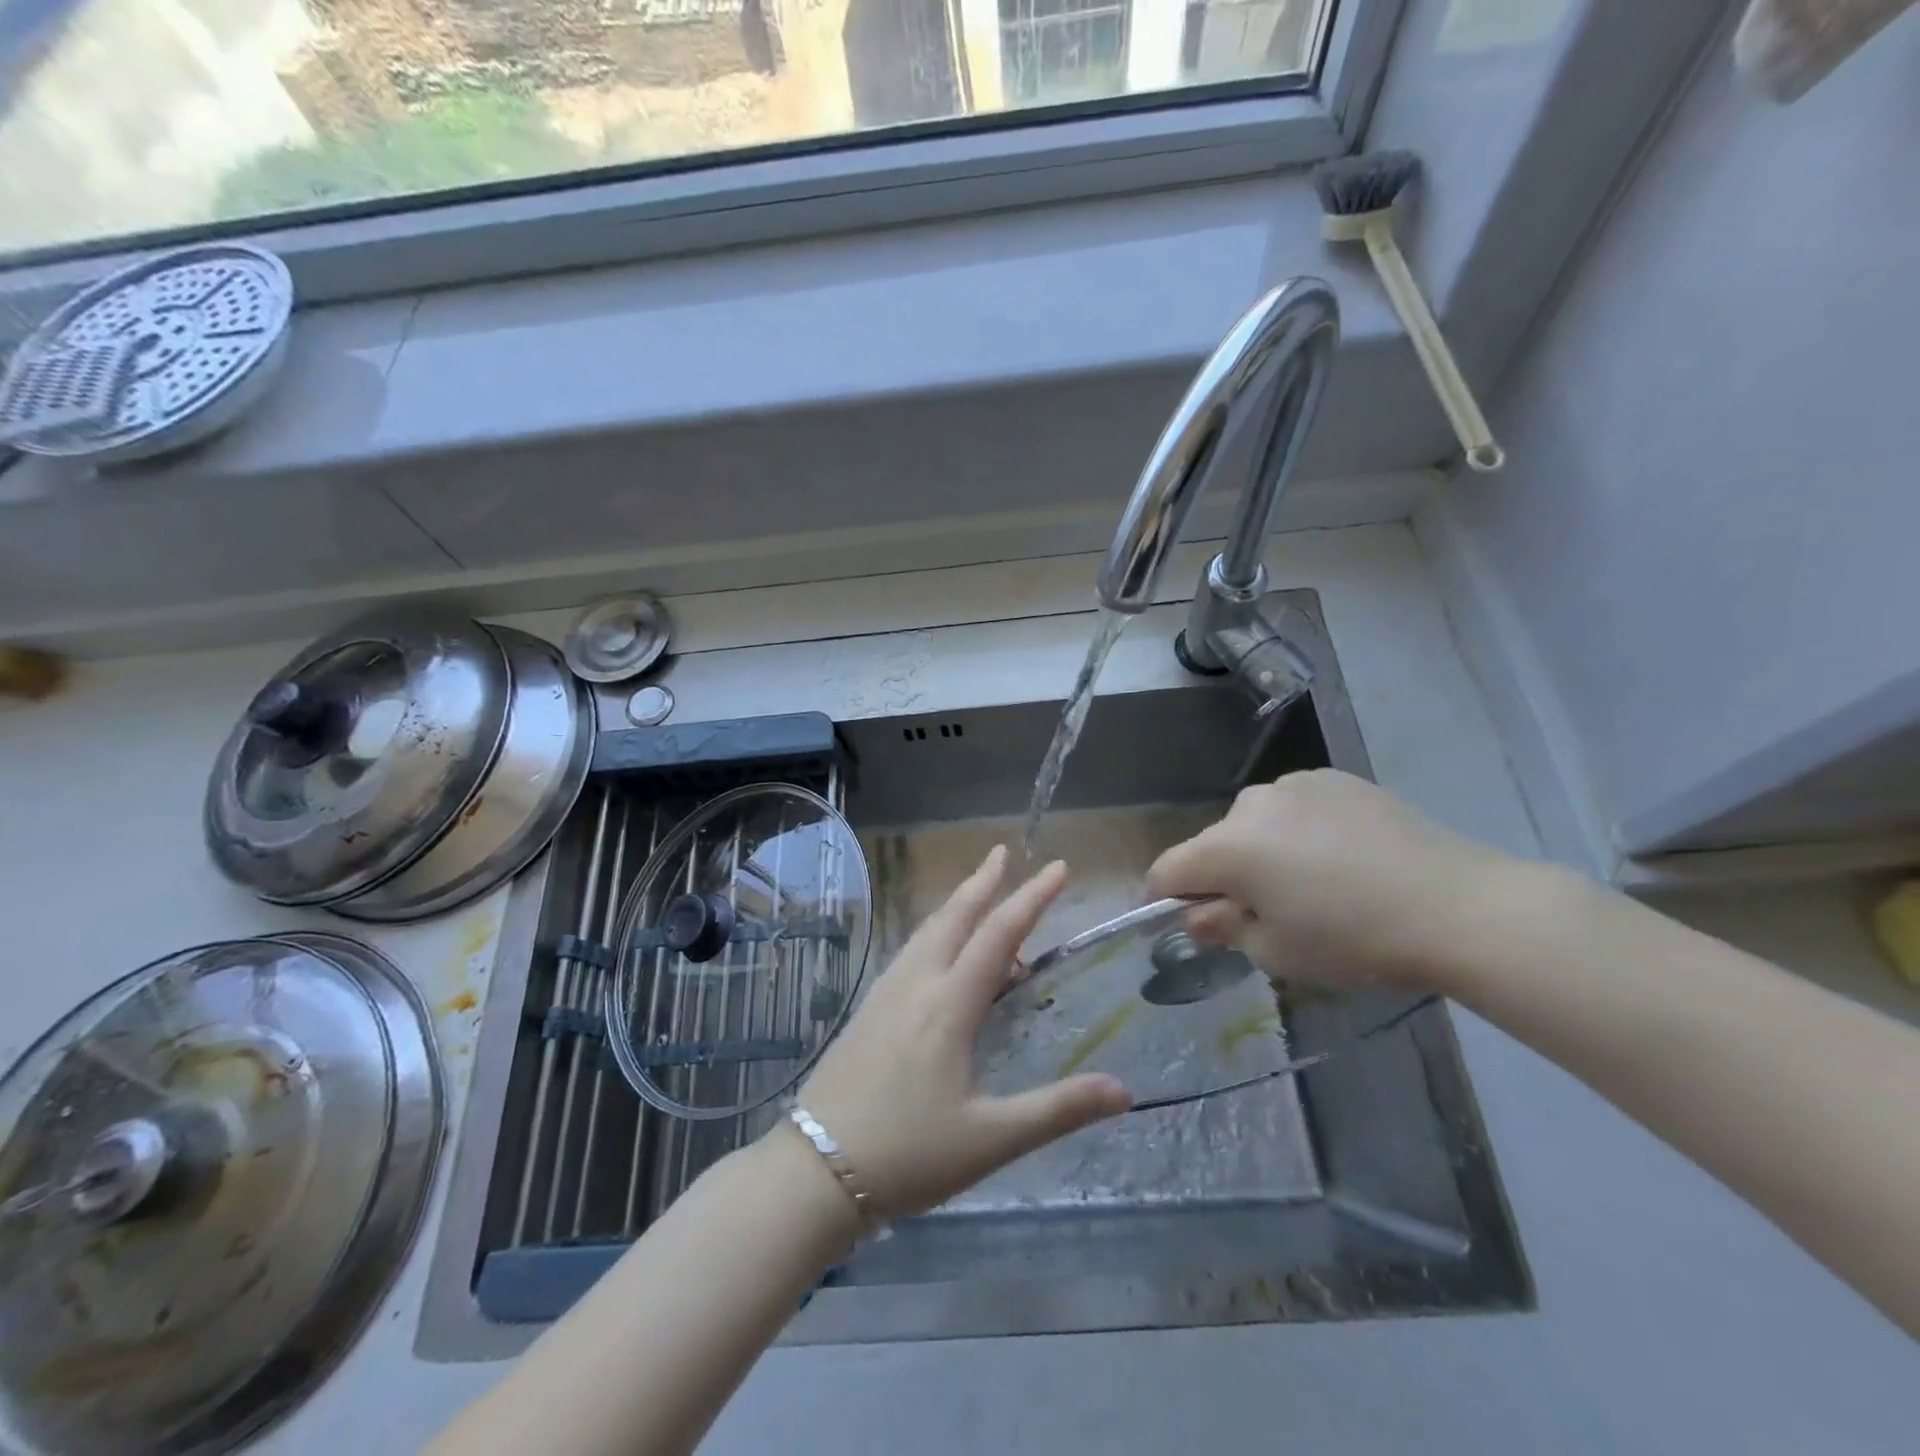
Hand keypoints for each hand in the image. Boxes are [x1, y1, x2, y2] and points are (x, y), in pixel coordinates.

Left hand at [794, 846, 1131, 1217]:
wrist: (815, 1170)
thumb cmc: (908, 1155)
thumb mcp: (991, 1140)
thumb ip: (1057, 1110)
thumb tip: (1123, 1090)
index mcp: (948, 1006)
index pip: (998, 935)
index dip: (1032, 898)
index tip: (1058, 868)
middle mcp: (916, 985)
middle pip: (954, 917)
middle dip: (983, 881)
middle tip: (1004, 852)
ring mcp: (885, 994)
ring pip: (926, 931)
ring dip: (956, 903)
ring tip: (978, 890)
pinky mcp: (867, 1010)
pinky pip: (910, 952)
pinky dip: (935, 932)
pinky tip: (937, 949)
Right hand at [1148, 769, 1525, 991]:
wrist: (1462, 907)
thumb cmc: (1356, 940)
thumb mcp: (1278, 952)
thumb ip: (1224, 929)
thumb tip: (1198, 916)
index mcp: (1229, 847)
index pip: (1169, 870)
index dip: (1165, 899)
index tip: (1188, 922)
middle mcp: (1252, 804)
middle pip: (1215, 844)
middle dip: (1224, 877)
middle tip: (1266, 914)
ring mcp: (1298, 784)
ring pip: (1257, 824)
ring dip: (1264, 851)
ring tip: (1314, 884)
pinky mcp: (1338, 779)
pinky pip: (1297, 808)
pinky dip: (1301, 832)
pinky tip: (1344, 859)